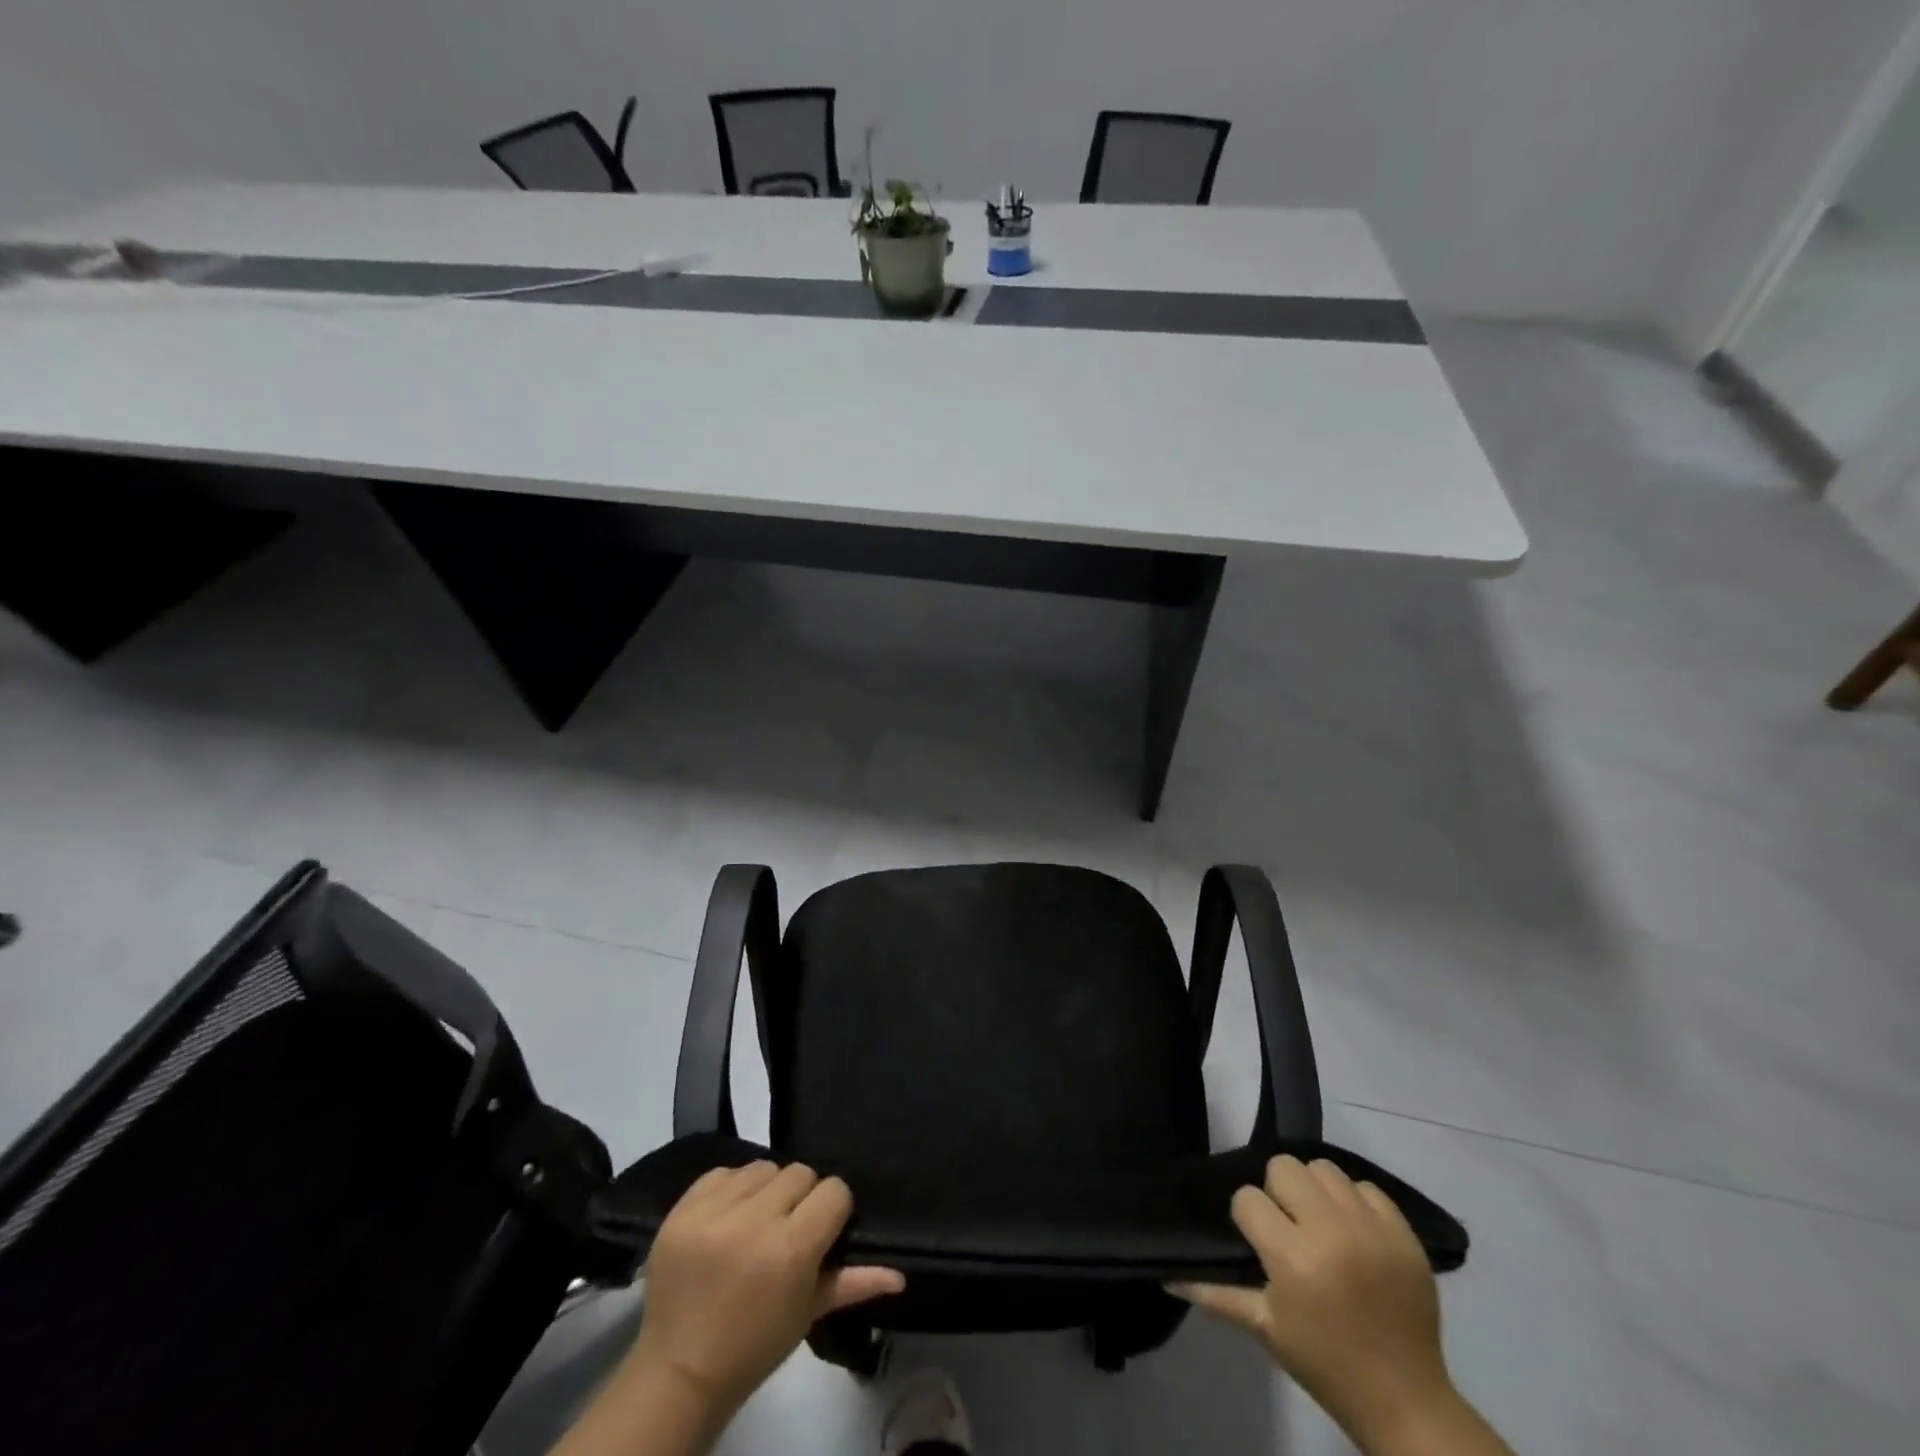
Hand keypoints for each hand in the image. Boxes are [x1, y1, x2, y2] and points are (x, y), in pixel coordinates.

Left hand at [626, 1162, 903, 1421]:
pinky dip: (730, 1189)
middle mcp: (755, 1221)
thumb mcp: (808, 1314)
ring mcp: (714, 1213)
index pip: (833, 1191)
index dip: (832, 1209)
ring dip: (765, 1189)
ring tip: (755, 1221)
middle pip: (800, 1172)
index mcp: (791, 1249)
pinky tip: (727, 1217)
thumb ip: (854, 1283)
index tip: (821, 1230)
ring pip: (762, 1167)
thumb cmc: (754, 1346)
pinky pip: (722, 1172)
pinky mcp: (682, 1210)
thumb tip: (900, 1274)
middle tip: (787, 1228)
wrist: (678, 1372)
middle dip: (800, 1197)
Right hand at [1171, 1156, 1457, 1451]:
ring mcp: (1371, 1229)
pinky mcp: (1404, 1233)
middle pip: (1284, 1168)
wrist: (1406, 1401)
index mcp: (1293, 1258)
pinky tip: (1354, 1233)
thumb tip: (1167, 1274)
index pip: (1248, 1199)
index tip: (1258, 1242)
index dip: (1248, 1217)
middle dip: (1278, 1193)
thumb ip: (1215, 1293)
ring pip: (1324, 1169)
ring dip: (1315, 1191)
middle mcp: (1331, 1231)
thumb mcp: (1265, 1329)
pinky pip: (1367, 1188)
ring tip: (1321, 1224)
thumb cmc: (1325, 1364)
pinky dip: (1356, 1203)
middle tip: (1288, 1227)